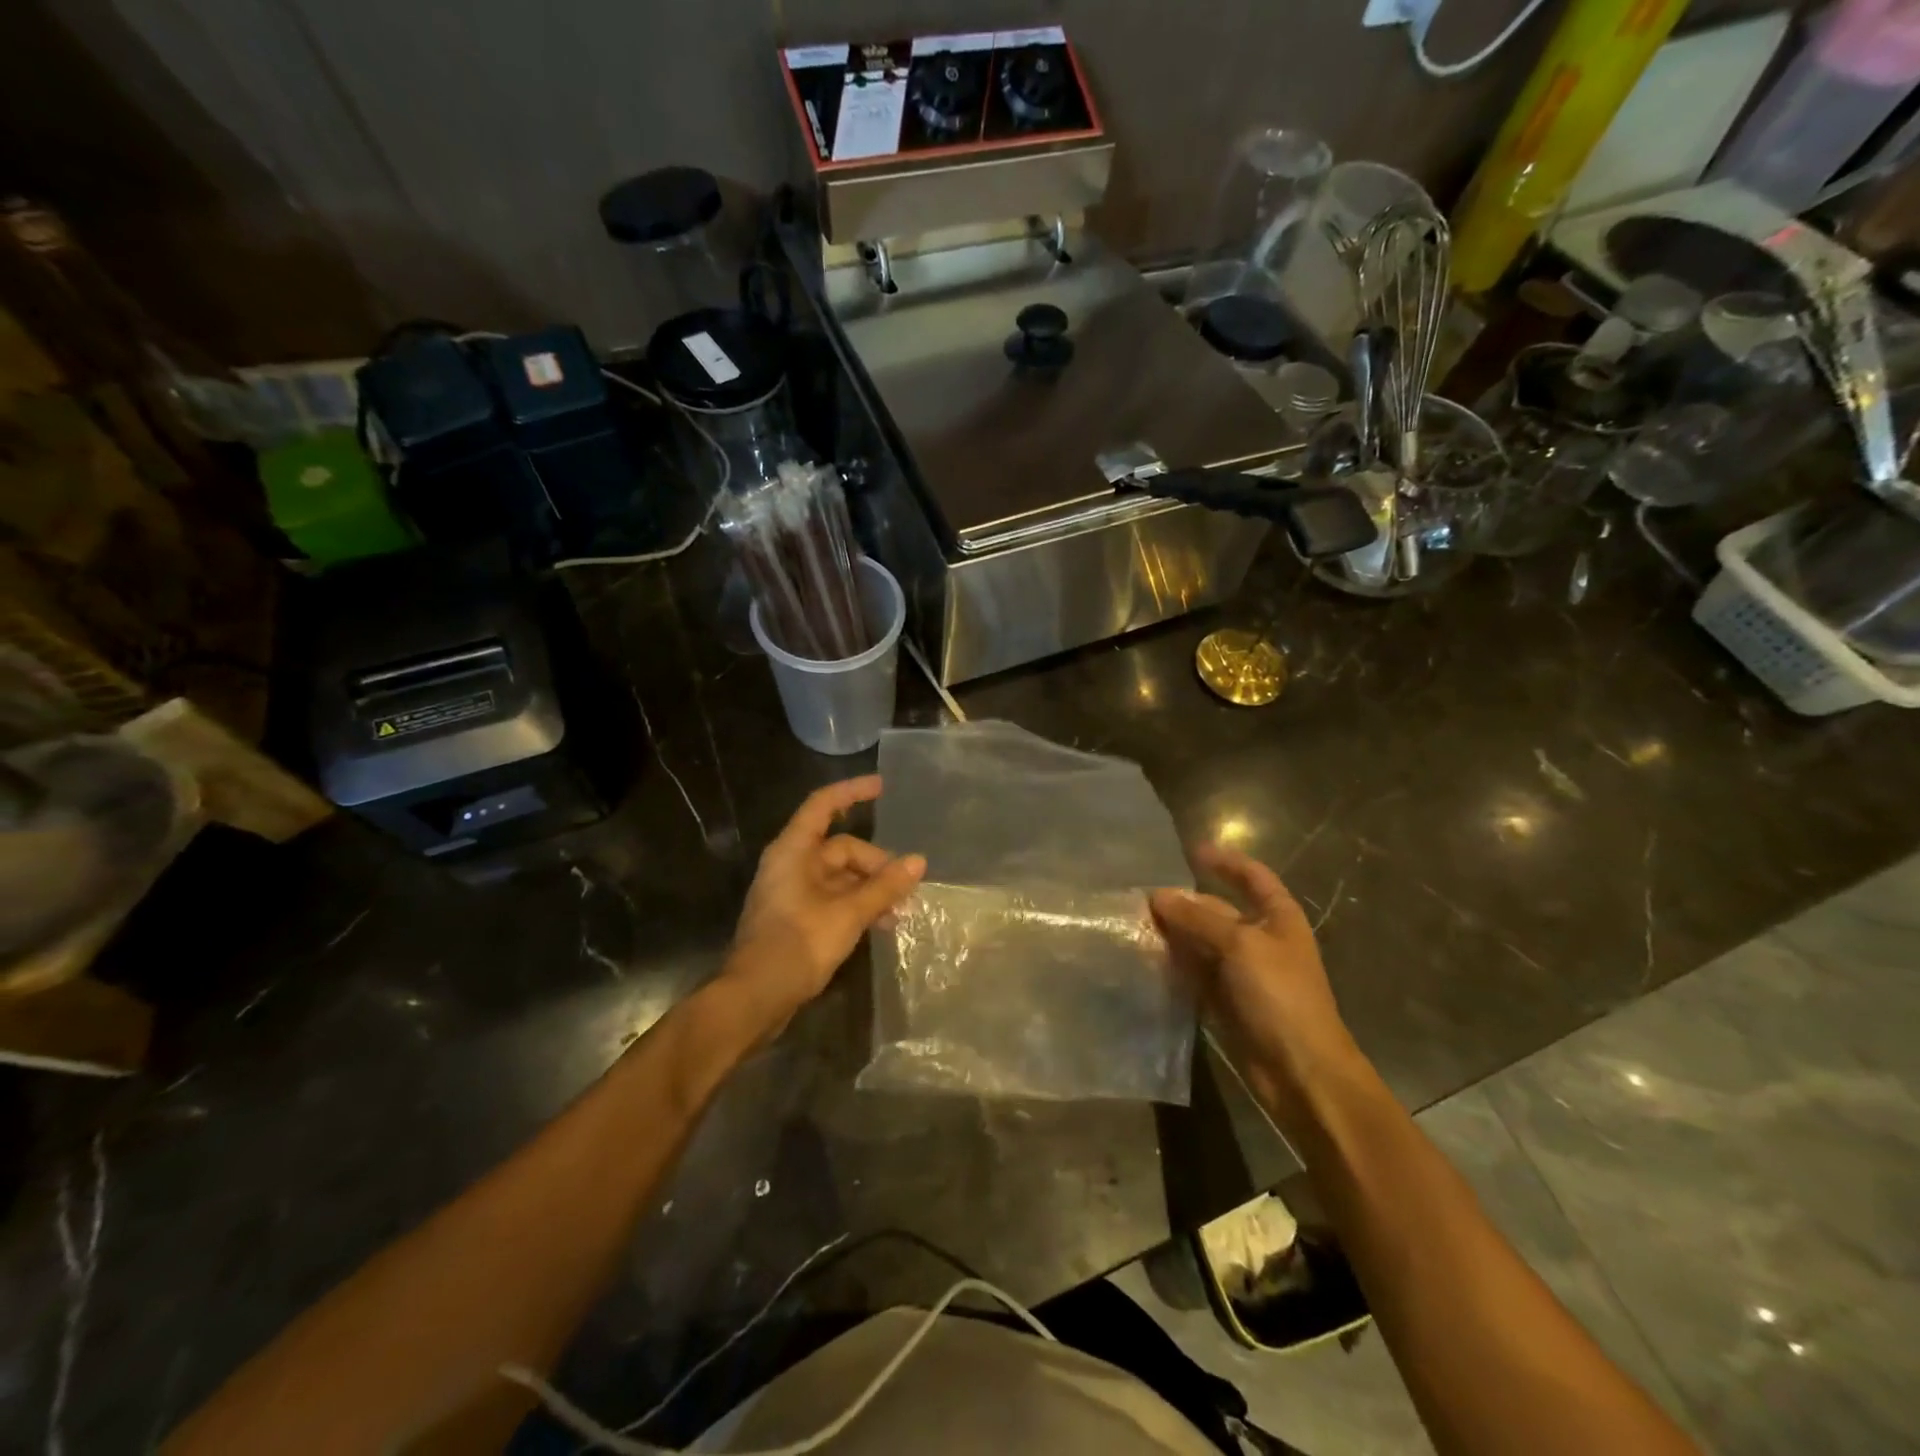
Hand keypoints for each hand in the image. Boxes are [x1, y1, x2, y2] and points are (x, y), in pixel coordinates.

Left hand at [724, 776, 924, 1035]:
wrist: (755, 998)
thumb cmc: (798, 945)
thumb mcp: (848, 914)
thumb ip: (884, 887)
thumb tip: (918, 861)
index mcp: (794, 851)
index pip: (823, 805)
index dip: (852, 792)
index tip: (883, 787)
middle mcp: (791, 865)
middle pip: (841, 848)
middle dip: (876, 864)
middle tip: (906, 889)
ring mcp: (793, 892)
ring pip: (841, 877)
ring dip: (871, 889)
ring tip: (901, 912)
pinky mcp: (797, 918)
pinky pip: (834, 899)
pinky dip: (858, 905)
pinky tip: (882, 925)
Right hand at [1150, 846, 1361, 1118]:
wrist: (1300, 1069)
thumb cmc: (1280, 995)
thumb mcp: (1240, 945)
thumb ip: (1197, 918)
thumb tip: (1157, 896)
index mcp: (1278, 918)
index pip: (1252, 877)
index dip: (1225, 862)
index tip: (1191, 851)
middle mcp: (1260, 939)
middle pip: (1217, 911)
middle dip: (1183, 903)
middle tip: (1141, 897)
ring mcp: (1241, 972)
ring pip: (1201, 942)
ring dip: (1173, 934)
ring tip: (1134, 924)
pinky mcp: (1225, 1000)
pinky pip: (1194, 973)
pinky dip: (1173, 965)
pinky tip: (1146, 957)